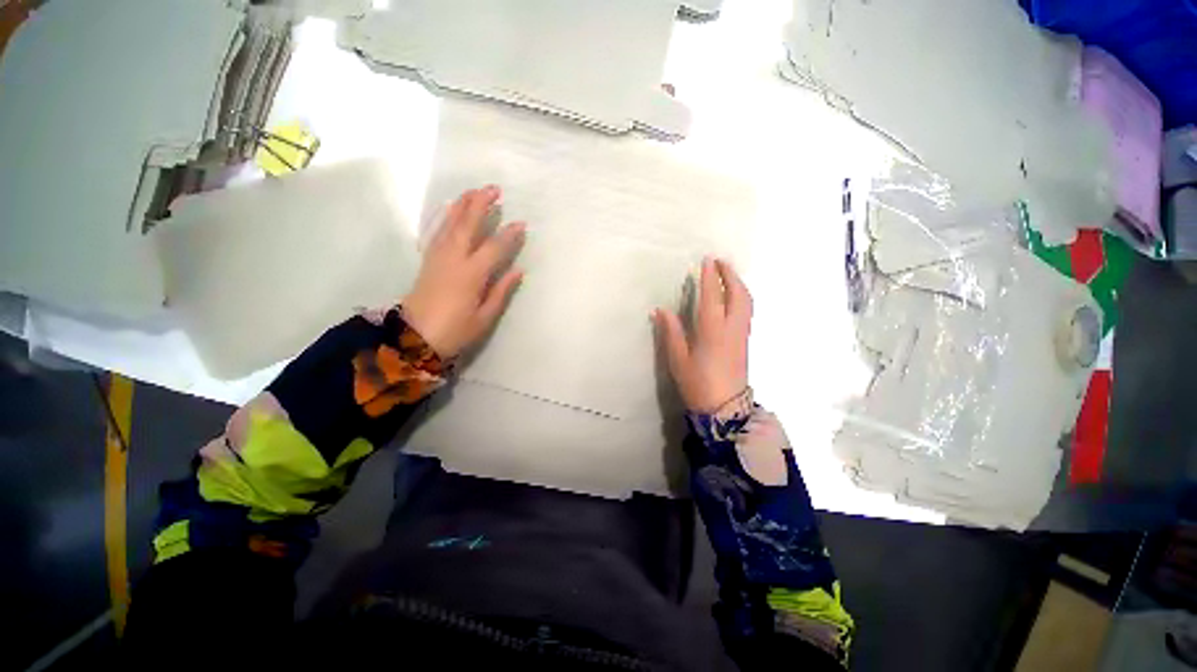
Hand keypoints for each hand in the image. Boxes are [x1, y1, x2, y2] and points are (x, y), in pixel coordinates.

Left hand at [402, 186, 525, 358]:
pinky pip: (438, 232)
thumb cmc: (455, 330)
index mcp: (471, 275)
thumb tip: (518, 271)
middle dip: (481, 205)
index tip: (521, 224)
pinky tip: (453, 210)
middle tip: (495, 189)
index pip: (493, 248)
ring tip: (475, 191)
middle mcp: (453, 260)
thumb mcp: (484, 317)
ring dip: (463, 205)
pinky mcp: (429, 260)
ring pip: (450, 224)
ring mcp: (438, 257)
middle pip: (467, 225)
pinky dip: (447, 217)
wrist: (414, 337)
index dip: (509, 235)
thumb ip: (501, 291)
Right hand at [654, 257, 751, 412]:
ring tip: (727, 274)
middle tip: (720, 261)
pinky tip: (734, 297)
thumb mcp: (678, 359)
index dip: (710, 277)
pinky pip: (747, 311)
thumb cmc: (697, 383)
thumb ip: (671, 332)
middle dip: (730, 275)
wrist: (724, 408)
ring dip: (738, 284)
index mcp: (712, 330)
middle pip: (737, 294)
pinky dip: (742, 296)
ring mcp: (742, 334)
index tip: (706, 260)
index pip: (713, 296)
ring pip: (746, 302)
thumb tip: (660, 309)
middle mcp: (731, 328)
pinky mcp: (745, 341)